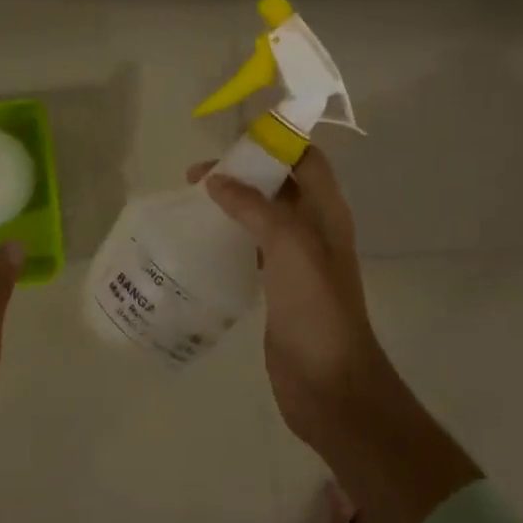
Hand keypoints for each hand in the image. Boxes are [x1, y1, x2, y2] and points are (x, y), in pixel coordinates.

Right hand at [188, 148, 389, 452]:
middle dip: (243, 172)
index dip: (275, 143)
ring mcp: (297, 261)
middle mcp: (314, 230)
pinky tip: (202, 241)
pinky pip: (252, 247)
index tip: (231, 139)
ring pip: (263, 215)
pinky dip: (230, 235)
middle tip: (197, 176)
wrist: (330, 383)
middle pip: (279, 184)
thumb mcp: (289, 246)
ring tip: (192, 202)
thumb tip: (217, 181)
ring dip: (233, 203)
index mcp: (327, 213)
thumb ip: (256, 207)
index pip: (305, 160)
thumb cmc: (316, 308)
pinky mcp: (278, 287)